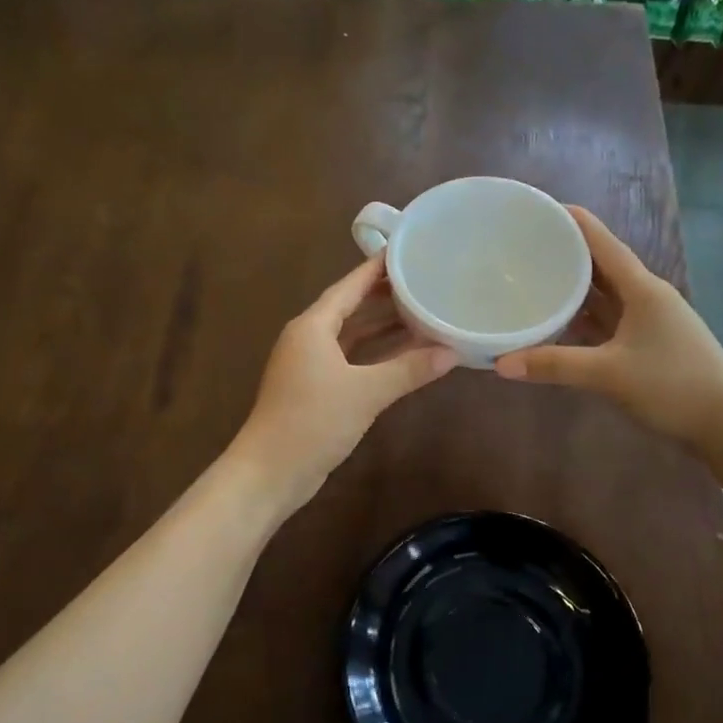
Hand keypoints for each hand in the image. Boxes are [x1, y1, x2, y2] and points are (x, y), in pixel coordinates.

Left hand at [234, 255, 458, 507]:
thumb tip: (451, 352)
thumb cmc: (313, 421)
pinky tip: (405, 354)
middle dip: (385, 297)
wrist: (271, 471)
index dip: (377, 269)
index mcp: (313, 326)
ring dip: (383, 328)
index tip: (406, 250)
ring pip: (353, 336)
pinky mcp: (317, 388)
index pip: (349, 286)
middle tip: (424, 281)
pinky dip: (376, 355)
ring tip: (423, 312)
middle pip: (351, 308)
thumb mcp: (365, 393)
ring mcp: (311, 365)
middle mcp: (310, 338)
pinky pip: (352, 359)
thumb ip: (408, 370)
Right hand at [494, 206, 722, 462]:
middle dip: (566, 252)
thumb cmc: (673, 386)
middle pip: (601, 265)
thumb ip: (555, 365)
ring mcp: (648, 321)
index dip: (572, 221)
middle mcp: (645, 296)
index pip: (601, 242)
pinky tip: (558, 321)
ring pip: (604, 294)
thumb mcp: (609, 374)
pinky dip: (583, 317)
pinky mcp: (647, 344)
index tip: (537, 209)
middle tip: (524, 245)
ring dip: (574, 286)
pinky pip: (608, 320)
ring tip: (533, 276)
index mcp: (642, 289)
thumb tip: (500, 363)